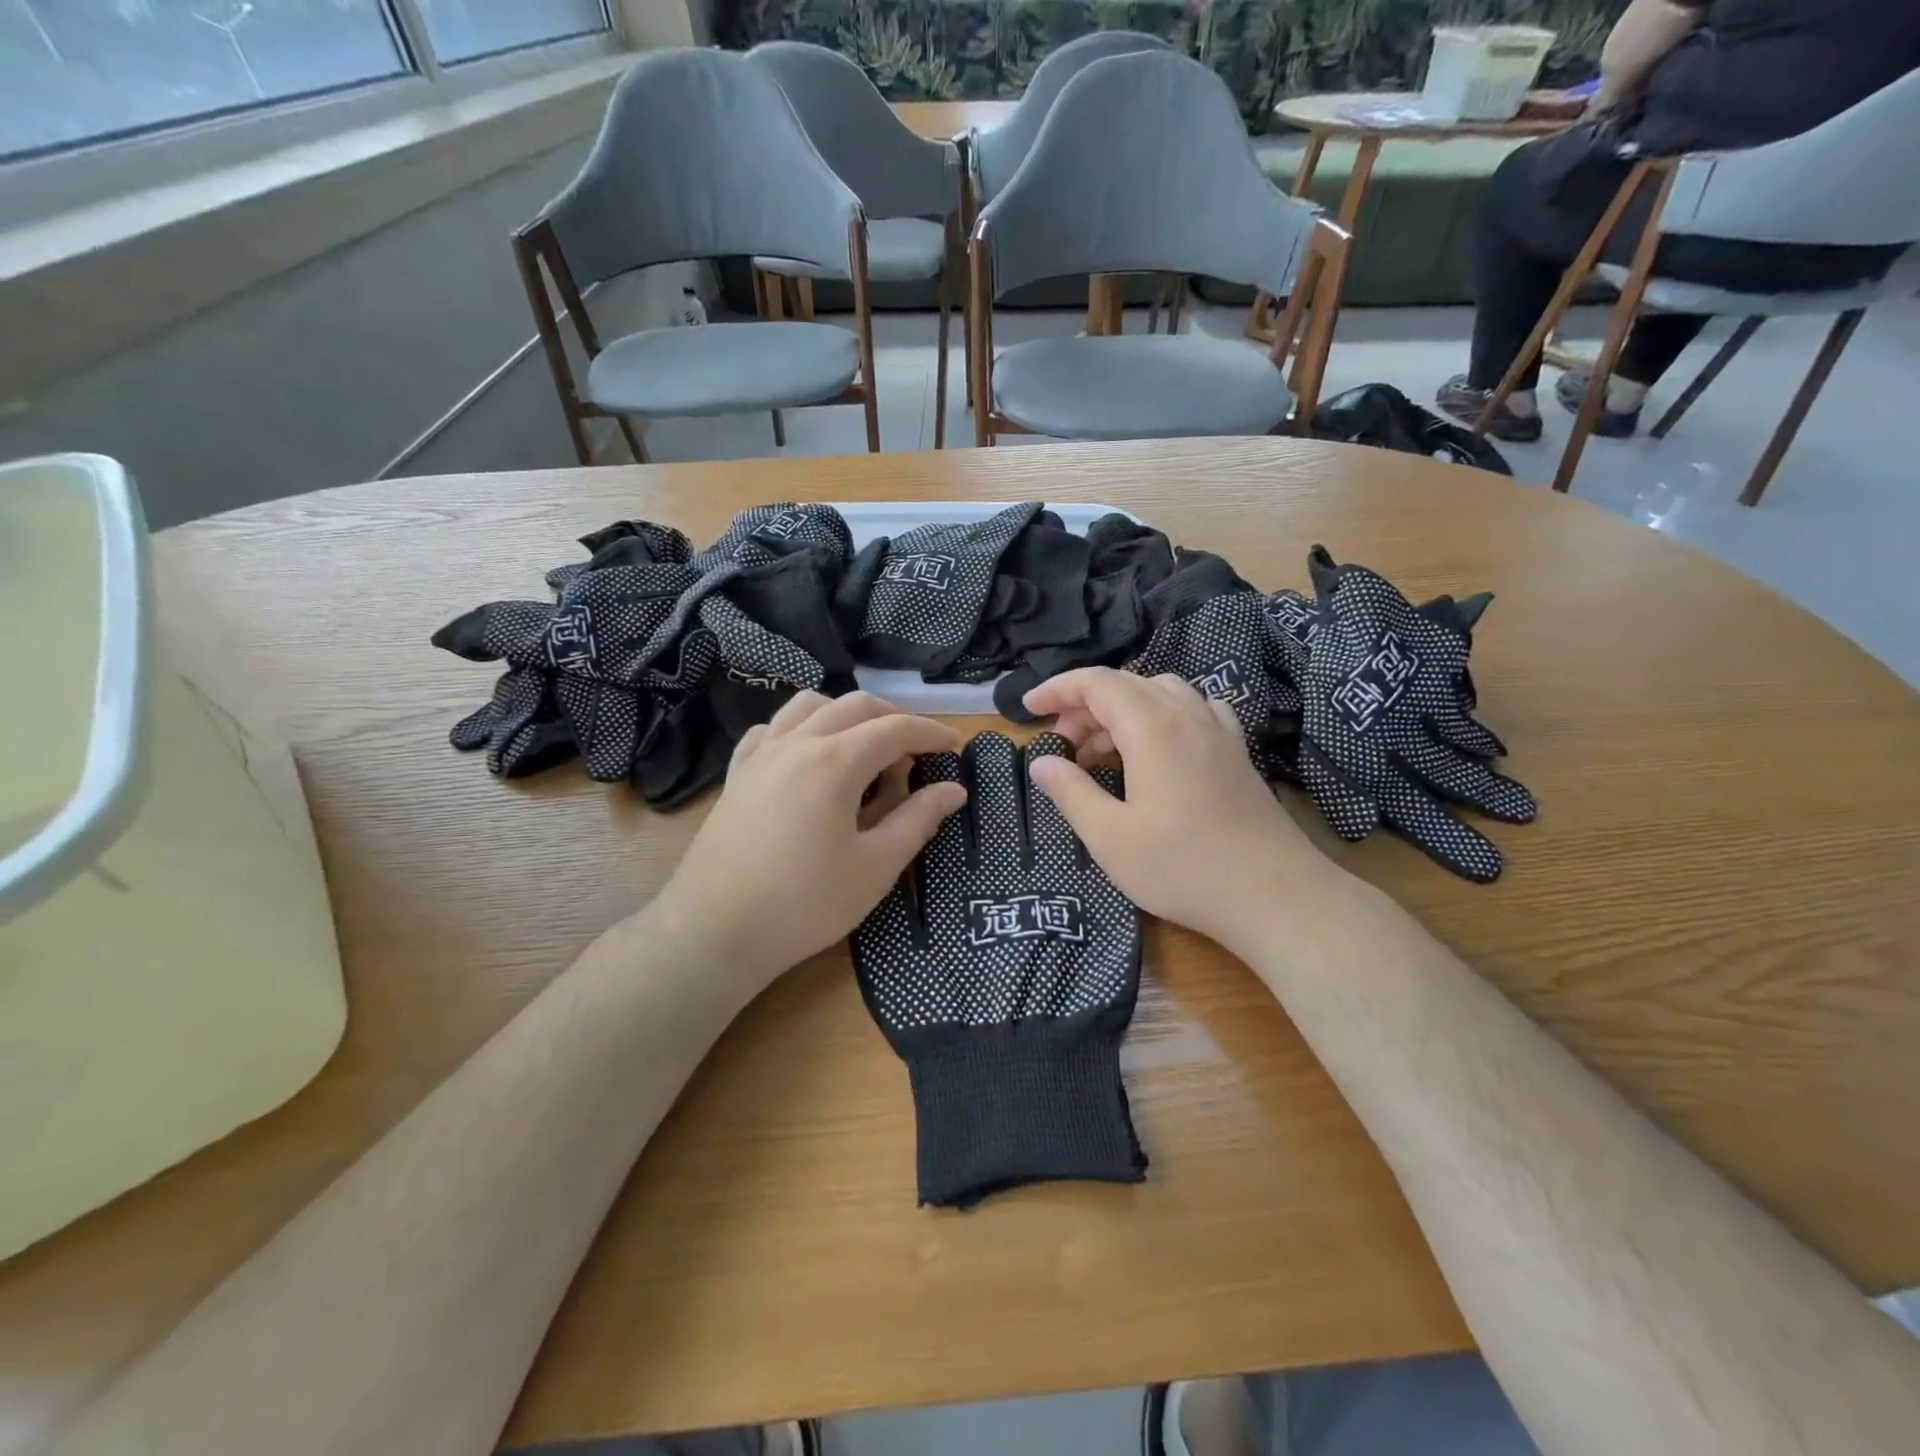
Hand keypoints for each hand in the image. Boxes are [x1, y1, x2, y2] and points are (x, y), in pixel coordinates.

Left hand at [645, 692, 965, 995]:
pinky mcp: (737, 774)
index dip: (931, 733)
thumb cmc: (804, 904)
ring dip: (846, 713)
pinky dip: (801, 728)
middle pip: (854, 705)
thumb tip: (954, 790)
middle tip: (918, 749)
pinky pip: (771, 730)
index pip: (895, 729)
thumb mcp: (875, 866)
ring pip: (808, 706)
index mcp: (834, 761)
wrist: (714, 932)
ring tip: (865, 746)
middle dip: (894, 718)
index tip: (956, 746)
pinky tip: (807, 756)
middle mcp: (796, 743)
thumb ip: (918, 820)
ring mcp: (760, 755)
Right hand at [1022, 668, 1345, 952]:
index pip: (1096, 683)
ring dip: (1122, 709)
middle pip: (1127, 684)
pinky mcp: (1237, 751)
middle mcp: (1187, 715)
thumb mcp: (1110, 837)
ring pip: (1161, 692)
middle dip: (1084, 704)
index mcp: (1152, 727)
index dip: (1058, 689)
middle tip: (1061, 744)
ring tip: (1102, 749)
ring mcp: (1218, 730)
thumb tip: (1042, 762)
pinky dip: (1161, 715)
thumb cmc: (1183, 867)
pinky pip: (1193, 709)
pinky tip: (1157, 747)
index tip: (1029, 710)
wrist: (1274, 895)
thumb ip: (1071, 793)